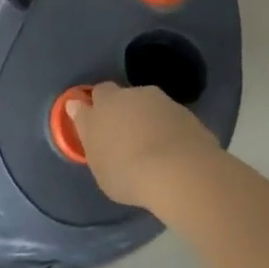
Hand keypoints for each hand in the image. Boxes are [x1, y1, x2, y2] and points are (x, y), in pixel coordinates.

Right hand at [67, 82, 219, 210]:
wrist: (182, 174)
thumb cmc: (127, 171)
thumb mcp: (97, 161)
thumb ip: (87, 131)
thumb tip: (77, 107)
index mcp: (106, 102)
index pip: (98, 93)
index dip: (98, 107)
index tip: (98, 126)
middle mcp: (134, 95)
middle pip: (125, 97)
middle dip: (124, 111)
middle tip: (125, 138)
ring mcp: (165, 104)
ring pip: (152, 107)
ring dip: (150, 121)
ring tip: (153, 151)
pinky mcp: (191, 118)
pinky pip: (174, 123)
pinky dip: (171, 134)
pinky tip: (175, 157)